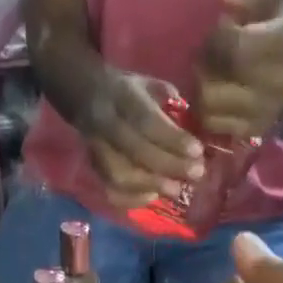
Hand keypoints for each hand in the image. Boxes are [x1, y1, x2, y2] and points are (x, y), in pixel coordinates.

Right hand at [78, 70, 205, 208]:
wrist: (84, 96)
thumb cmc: (127, 92)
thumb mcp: (149, 83)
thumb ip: (169, 102)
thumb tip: (192, 125)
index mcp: (122, 96)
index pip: (148, 121)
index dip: (173, 139)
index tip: (197, 151)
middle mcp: (106, 123)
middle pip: (136, 151)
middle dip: (169, 166)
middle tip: (195, 174)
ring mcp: (96, 149)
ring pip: (121, 175)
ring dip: (151, 186)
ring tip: (176, 190)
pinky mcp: (93, 169)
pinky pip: (110, 191)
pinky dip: (132, 199)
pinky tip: (153, 197)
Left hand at [196, 0, 282, 138]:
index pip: (234, 45)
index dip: (217, 36)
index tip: (220, 27)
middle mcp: (276, 82)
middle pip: (215, 77)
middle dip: (205, 61)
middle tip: (210, 51)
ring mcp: (262, 112)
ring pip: (208, 104)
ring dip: (202, 85)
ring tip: (211, 71)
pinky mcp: (250, 132)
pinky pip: (211, 123)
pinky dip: (207, 108)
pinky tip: (215, 91)